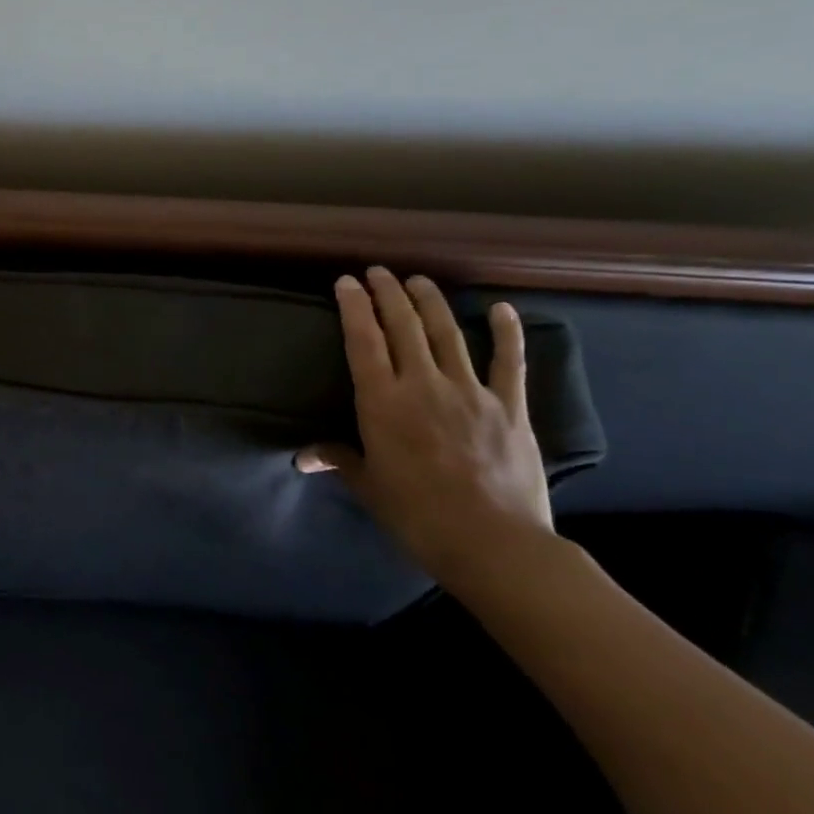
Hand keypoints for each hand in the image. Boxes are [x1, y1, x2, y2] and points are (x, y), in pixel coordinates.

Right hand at [297, 267, 556, 592]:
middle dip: (388, 293)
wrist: (492, 542)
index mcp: (382, 401)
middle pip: (403, 326)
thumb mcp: (368, 485)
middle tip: (378, 271)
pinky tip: (500, 308)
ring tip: (418, 280)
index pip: (363, 340)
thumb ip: (338, 459)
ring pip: (447, 333)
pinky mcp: (509, 407)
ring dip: (430, 302)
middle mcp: (423, 384)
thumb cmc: (416, 514)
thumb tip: (303, 456)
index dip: (353, 306)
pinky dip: (506, 332)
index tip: (346, 282)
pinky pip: (509, 362)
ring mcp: (470, 391)